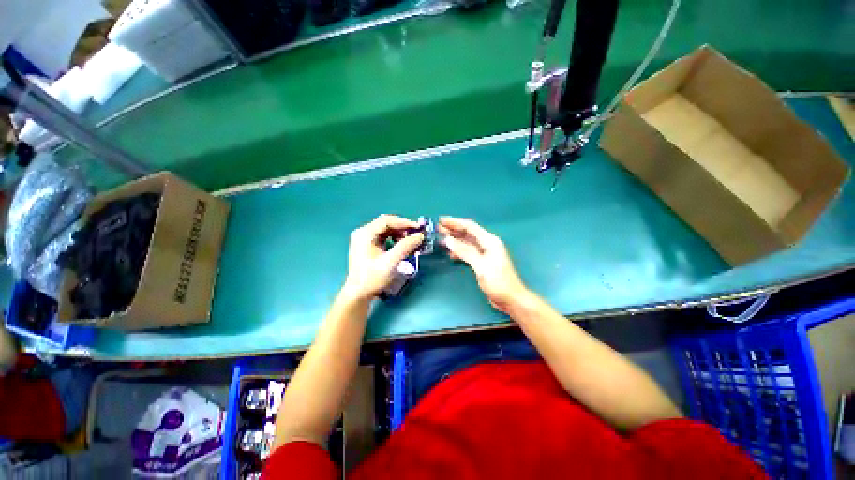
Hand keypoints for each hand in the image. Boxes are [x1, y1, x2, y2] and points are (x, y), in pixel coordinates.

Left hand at [342, 215, 424, 300]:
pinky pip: (382, 237)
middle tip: (416, 234)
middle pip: (385, 223)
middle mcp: (362, 233)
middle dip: (402, 228)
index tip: (418, 228)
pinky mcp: (366, 246)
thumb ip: (405, 247)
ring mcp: (363, 239)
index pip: (386, 221)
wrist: (358, 294)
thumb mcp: (390, 262)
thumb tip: (419, 236)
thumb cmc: (372, 278)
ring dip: (398, 233)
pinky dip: (392, 239)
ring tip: (410, 241)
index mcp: (365, 234)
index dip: (404, 222)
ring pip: (384, 230)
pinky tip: (401, 246)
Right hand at [439, 217, 528, 313]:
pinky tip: (451, 253)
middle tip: (437, 227)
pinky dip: (459, 251)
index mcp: (490, 241)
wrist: (510, 298)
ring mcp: (486, 254)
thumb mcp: (480, 266)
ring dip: (455, 240)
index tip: (441, 220)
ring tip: (441, 238)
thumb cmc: (498, 282)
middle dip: (454, 229)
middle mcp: (488, 244)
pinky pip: (469, 252)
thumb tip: (448, 240)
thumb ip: (465, 251)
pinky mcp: (484, 263)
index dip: (455, 222)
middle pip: (469, 233)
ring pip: (468, 243)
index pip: (470, 227)